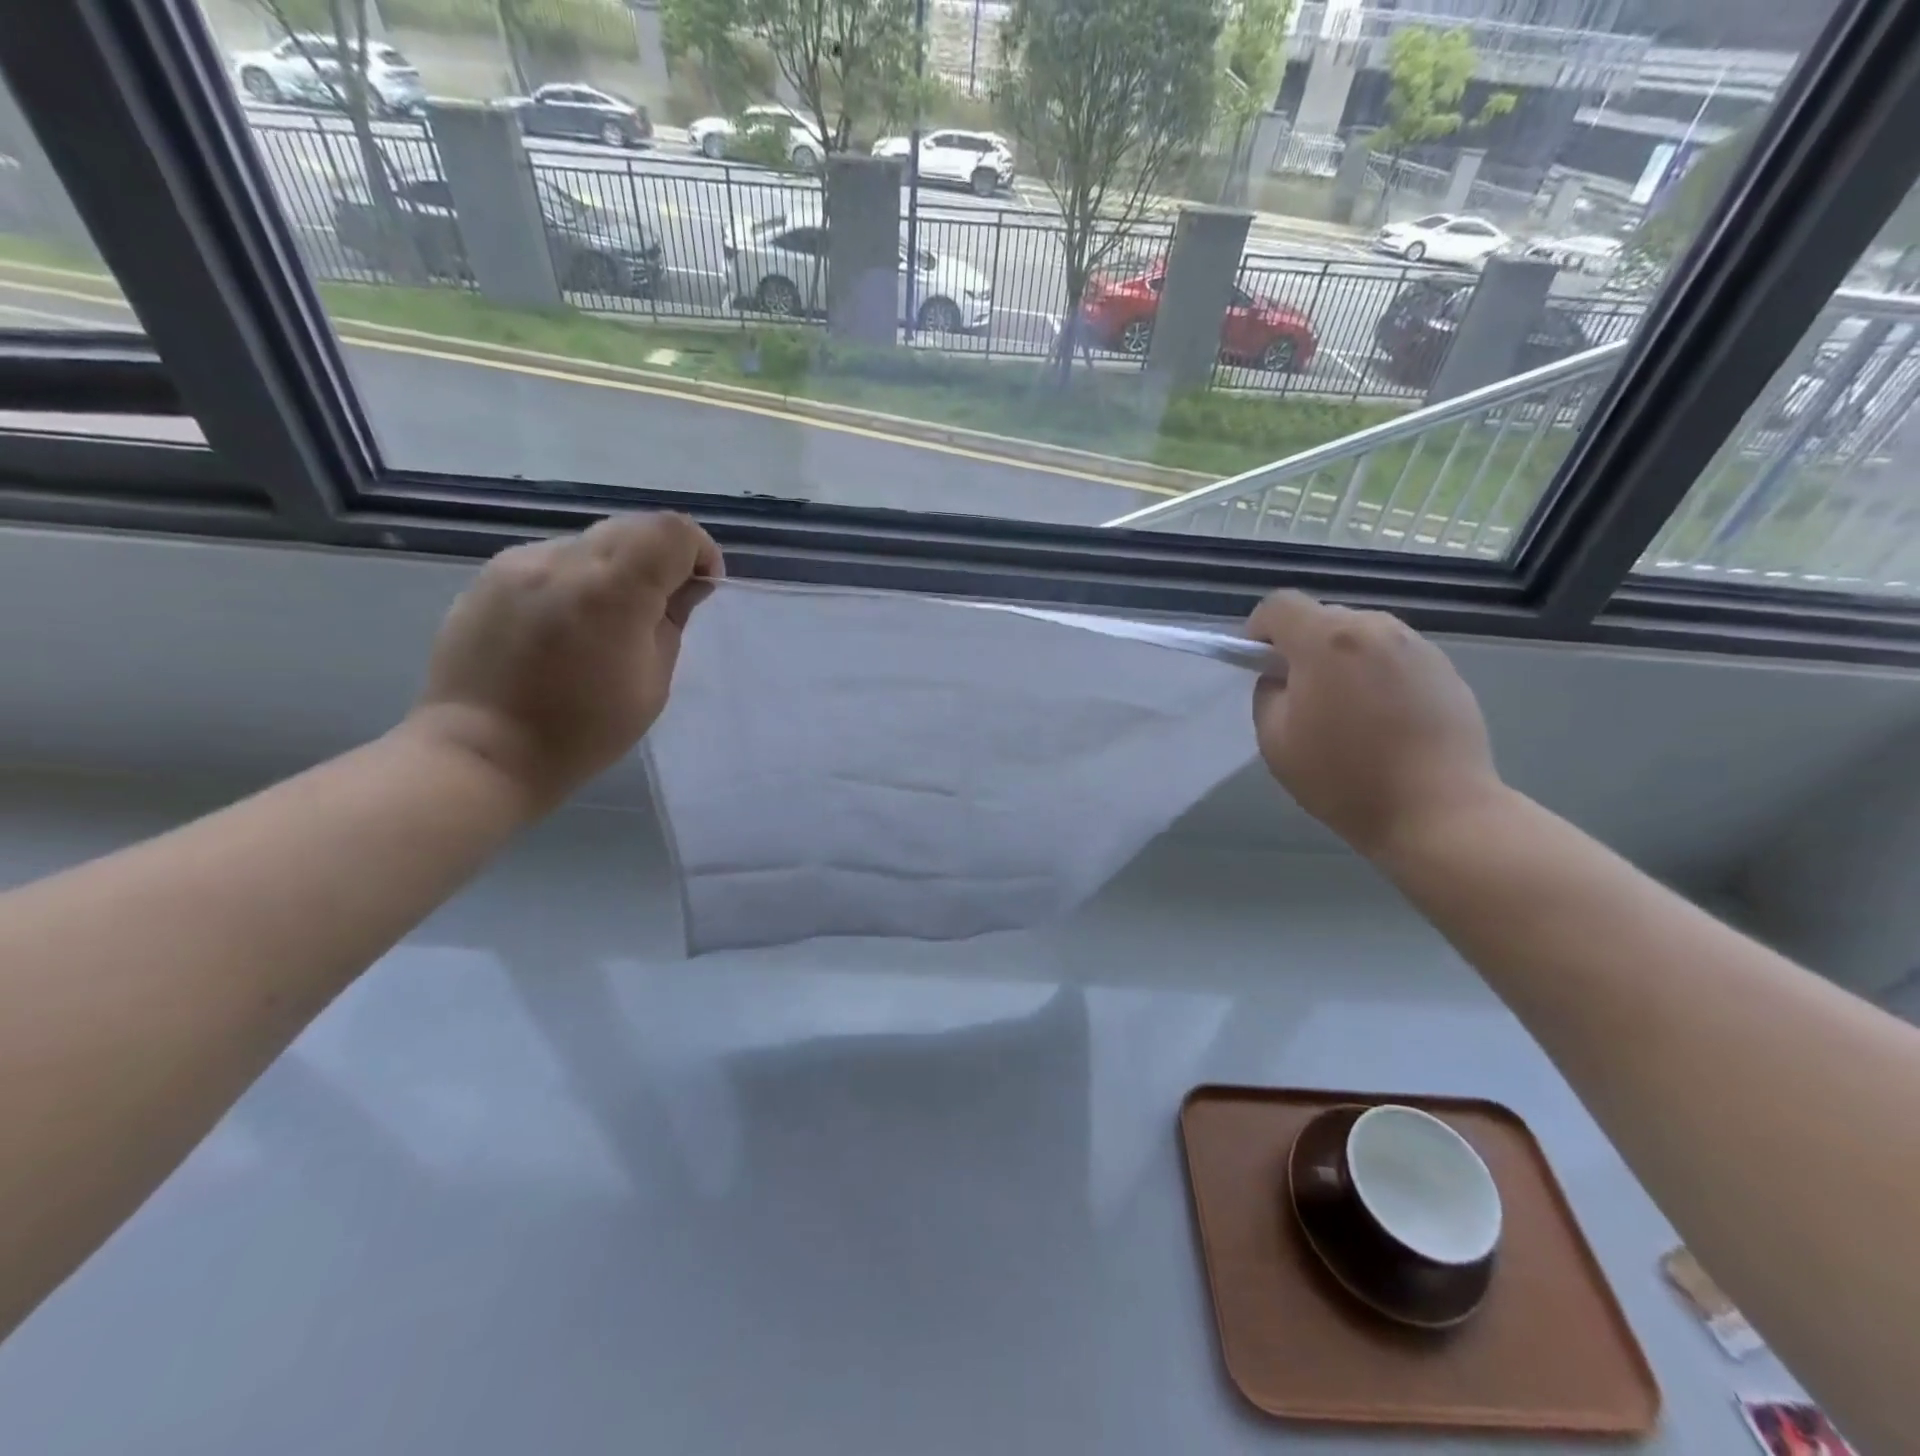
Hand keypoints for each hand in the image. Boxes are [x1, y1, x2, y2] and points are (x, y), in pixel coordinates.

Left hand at [406, 513, 722, 810]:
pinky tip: (563, 628)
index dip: (698, 551)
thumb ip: (673, 622)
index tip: (699, 588)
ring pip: (591, 543)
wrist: (481, 751)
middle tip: (659, 608)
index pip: (672, 531)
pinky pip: (553, 561)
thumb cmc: (582, 731)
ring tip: (606, 624)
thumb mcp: (652, 684)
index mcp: (613, 590)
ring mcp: (520, 563)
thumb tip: (687, 585)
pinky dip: (575, 582)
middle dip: (660, 558)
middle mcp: (564, 560)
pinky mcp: (490, 576)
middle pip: (633, 527)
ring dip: (615, 570)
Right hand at [1246, 590, 1501, 860]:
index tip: (1259, 666)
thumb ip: (1268, 693)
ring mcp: (1416, 646)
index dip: (1259, 631)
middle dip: (1302, 647)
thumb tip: (1282, 677)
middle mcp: (1375, 628)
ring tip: (1346, 710)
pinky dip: (1375, 674)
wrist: (1439, 811)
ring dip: (1341, 659)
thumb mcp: (1275, 740)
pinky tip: (1383, 720)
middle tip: (1301, 696)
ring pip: (1360, 635)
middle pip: (1322, 617)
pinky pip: (1392, 656)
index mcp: (1327, 640)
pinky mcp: (1445, 668)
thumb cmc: (1345, 778)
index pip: (1279, 605)